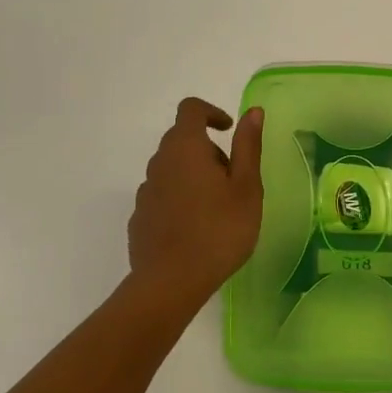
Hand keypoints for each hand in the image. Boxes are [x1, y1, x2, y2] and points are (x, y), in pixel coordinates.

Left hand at [127, 97, 264, 305]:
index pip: (191, 110)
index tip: (228, 130)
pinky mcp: (139, 218)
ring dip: (193, 176)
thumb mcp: (246, 188)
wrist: (171, 282)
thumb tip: (252, 112)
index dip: (211, 112)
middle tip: (232, 180)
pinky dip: (180, 200)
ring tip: (217, 209)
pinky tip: (196, 229)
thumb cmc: (219, 231)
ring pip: (172, 170)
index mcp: (186, 148)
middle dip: (208, 151)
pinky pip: (162, 196)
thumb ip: (248, 146)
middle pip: (181, 140)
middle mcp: (159, 163)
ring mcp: (145, 191)